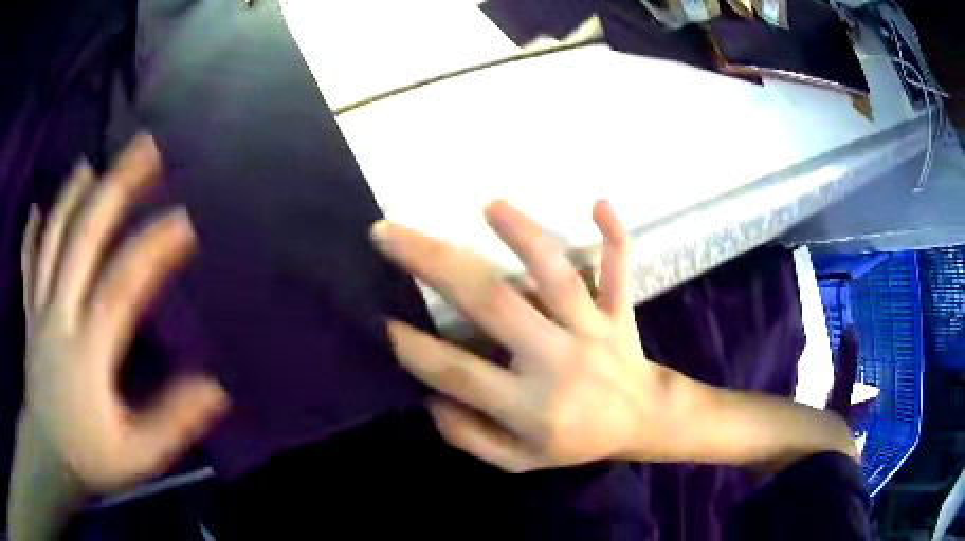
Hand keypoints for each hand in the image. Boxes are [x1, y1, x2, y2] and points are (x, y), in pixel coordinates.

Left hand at [19, 134, 227, 493]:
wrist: (48, 457)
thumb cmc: (92, 458)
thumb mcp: (138, 456)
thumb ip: (172, 423)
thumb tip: (215, 389)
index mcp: (86, 353)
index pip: (119, 290)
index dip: (151, 251)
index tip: (183, 221)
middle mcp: (58, 317)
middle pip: (82, 241)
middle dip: (114, 190)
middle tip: (143, 151)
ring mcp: (39, 310)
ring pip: (52, 241)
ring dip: (72, 197)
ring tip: (92, 164)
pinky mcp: (30, 314)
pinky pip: (28, 263)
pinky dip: (32, 232)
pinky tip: (37, 206)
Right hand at [373, 200, 681, 471]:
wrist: (644, 421)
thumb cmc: (576, 441)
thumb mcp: (518, 461)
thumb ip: (471, 436)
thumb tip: (431, 398)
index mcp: (530, 407)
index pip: (460, 373)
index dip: (416, 349)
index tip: (381, 320)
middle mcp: (558, 360)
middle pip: (493, 304)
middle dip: (435, 264)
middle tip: (390, 234)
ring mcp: (592, 331)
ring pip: (557, 278)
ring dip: (524, 237)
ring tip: (488, 205)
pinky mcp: (619, 312)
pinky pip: (619, 271)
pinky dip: (613, 237)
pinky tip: (599, 202)